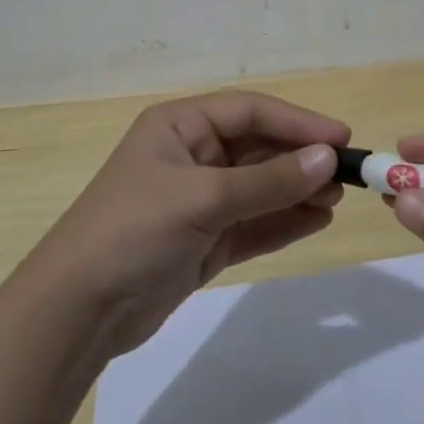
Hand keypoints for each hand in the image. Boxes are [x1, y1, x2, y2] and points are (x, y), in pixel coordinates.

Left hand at [34, 91, 348, 356]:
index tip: (341, 138)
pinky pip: (253, 222)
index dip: (297, 122)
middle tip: (345, 176)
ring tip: (336, 200)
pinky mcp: (203, 240)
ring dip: (297, 191)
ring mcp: (198, 200)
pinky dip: (282, 221)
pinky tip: (316, 220)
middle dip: (300, 160)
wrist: (78, 311)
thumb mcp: (204, 199)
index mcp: (180, 126)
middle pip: (258, 148)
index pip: (250, 112)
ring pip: (260, 187)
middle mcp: (191, 155)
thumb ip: (268, 181)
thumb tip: (327, 159)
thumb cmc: (135, 231)